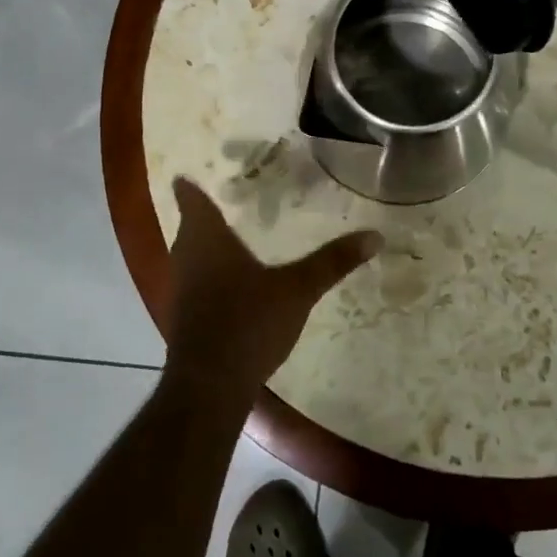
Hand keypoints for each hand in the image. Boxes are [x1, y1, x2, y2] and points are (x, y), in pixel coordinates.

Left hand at [161, 177, 381, 411]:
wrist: (210, 388)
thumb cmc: (248, 323)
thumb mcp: (297, 290)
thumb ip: (332, 262)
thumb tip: (375, 235)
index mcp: (206, 239)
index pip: (190, 197)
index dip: (192, 182)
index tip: (201, 168)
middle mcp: (186, 257)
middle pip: (190, 224)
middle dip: (209, 210)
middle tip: (238, 193)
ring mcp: (181, 289)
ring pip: (192, 253)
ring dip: (210, 242)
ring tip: (241, 229)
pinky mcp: (186, 316)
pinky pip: (198, 279)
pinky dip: (213, 271)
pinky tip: (238, 278)